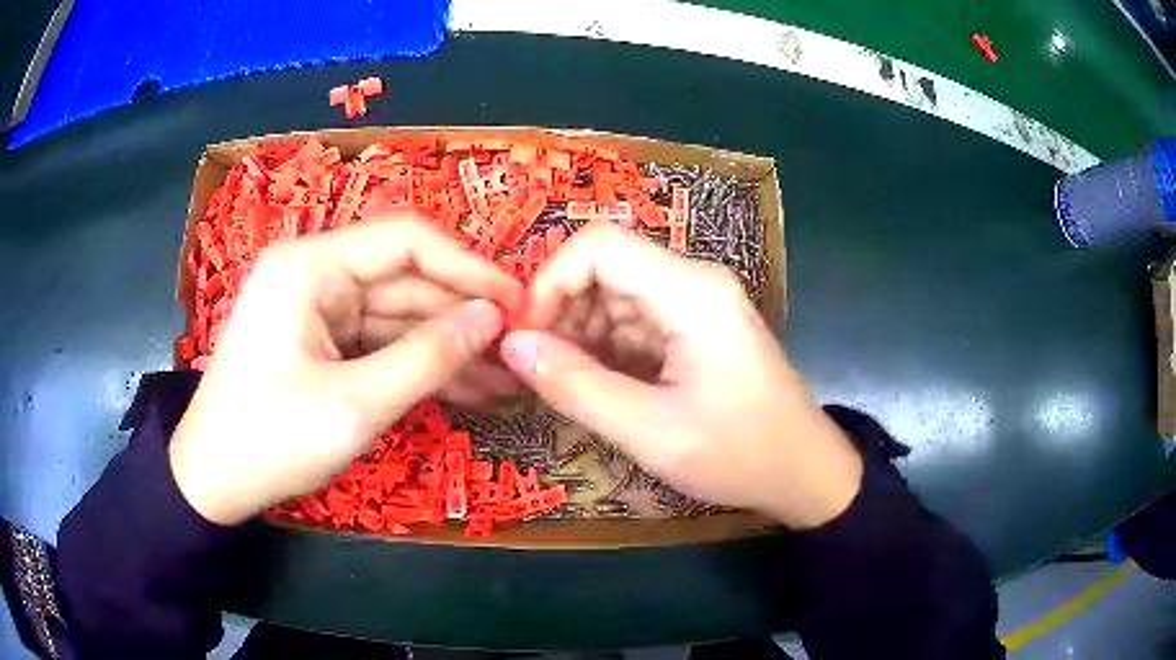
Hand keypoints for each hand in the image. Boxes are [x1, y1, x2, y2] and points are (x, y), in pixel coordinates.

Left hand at [169, 216, 522, 524]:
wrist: (214, 480)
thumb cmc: (271, 438)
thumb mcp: (354, 404)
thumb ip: (427, 357)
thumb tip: (492, 319)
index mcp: (311, 265)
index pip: (406, 240)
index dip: (468, 268)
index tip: (517, 304)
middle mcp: (315, 273)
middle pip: (405, 281)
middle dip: (462, 318)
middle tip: (518, 355)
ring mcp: (318, 309)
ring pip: (397, 316)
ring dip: (447, 347)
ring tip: (503, 380)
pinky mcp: (321, 341)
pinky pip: (379, 342)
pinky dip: (418, 365)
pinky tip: (465, 387)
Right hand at [498, 223, 862, 528]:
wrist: (804, 471)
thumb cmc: (738, 454)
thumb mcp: (650, 432)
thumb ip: (575, 386)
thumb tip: (512, 345)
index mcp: (690, 292)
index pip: (599, 245)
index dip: (550, 282)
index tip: (529, 339)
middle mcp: (694, 282)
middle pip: (605, 266)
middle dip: (562, 313)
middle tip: (541, 371)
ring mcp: (697, 303)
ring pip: (615, 294)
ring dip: (581, 334)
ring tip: (568, 386)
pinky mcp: (696, 326)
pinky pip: (635, 320)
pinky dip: (606, 348)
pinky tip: (600, 387)